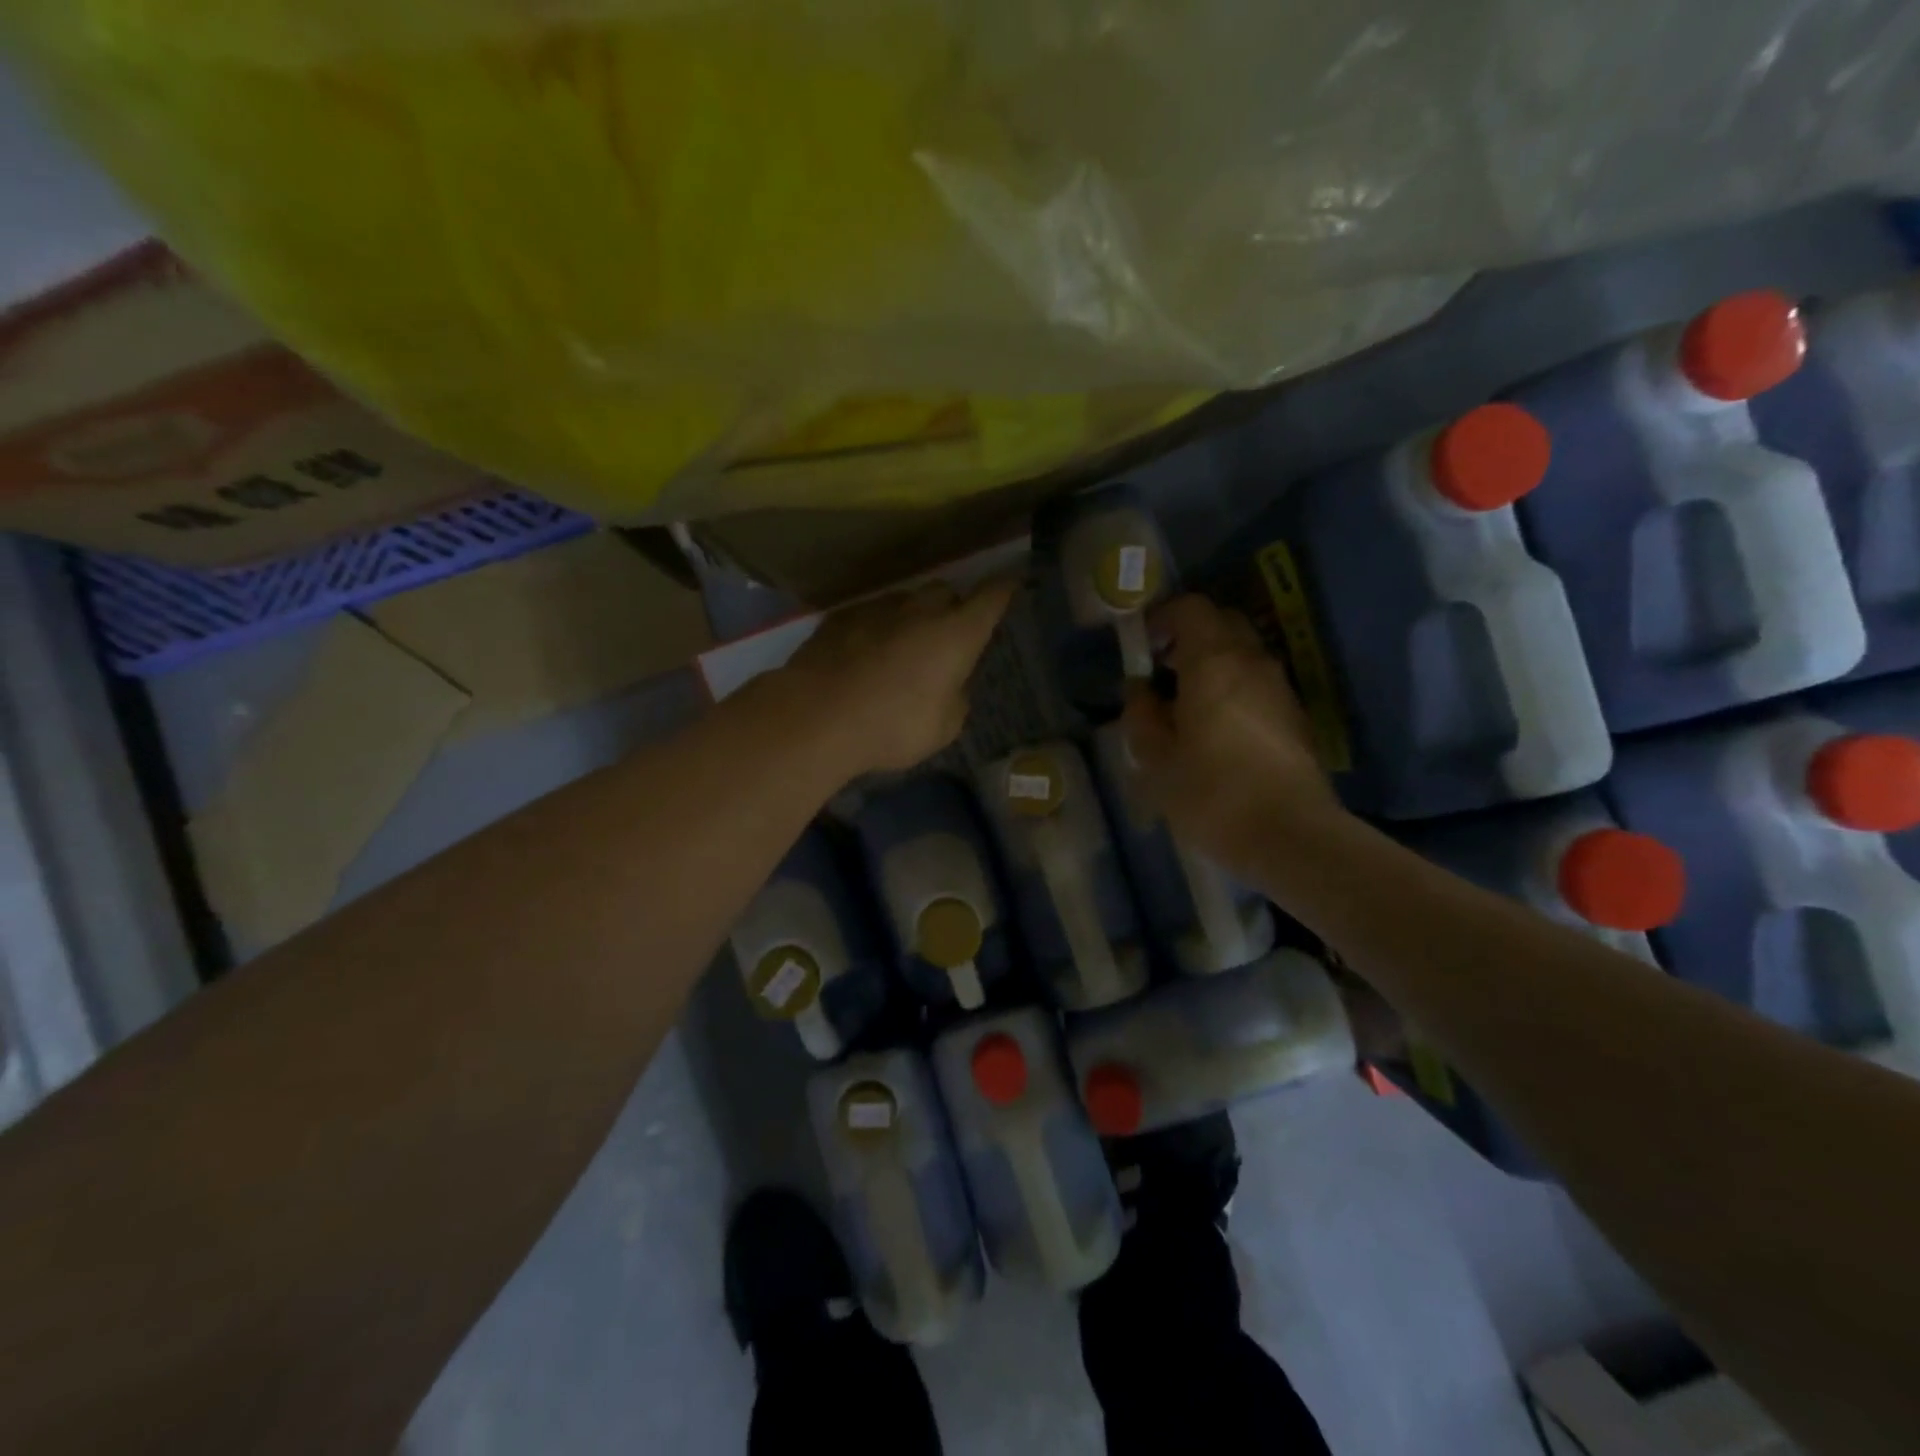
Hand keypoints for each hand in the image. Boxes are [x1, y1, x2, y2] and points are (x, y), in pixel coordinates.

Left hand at [774, 577, 1018, 778]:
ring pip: (904, 601)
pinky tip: (864, 654)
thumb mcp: (942, 728)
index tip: (1011, 585)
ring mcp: (877, 608)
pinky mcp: (840, 617)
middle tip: (946, 636)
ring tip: (901, 648)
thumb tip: (951, 687)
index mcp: (956, 633)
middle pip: (945, 592)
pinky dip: (875, 628)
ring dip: (910, 617)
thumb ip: (954, 700)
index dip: (1004, 590)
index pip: (992, 597)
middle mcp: (920, 610)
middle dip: (951, 608)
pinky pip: (869, 615)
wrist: (818, 716)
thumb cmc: (893, 726)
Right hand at [1122, 594, 1347, 873]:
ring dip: (1214, 663)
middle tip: (1163, 670)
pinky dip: (1234, 686)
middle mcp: (1252, 662)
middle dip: (1190, 635)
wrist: (1289, 835)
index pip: (1191, 608)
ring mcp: (1280, 687)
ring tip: (1186, 702)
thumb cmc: (1211, 793)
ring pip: (1244, 653)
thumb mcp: (1155, 759)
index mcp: (1214, 662)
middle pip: (1223, 623)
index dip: (1163, 617)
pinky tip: (1217, 727)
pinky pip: (1258, 682)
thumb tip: (1140, 690)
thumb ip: (1141, 715)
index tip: (1143, 645)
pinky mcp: (1295, 716)